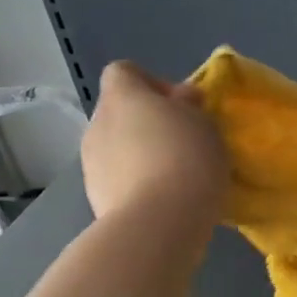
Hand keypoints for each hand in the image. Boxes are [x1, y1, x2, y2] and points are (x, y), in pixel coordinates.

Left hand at [81, 62, 228, 226]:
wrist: (157, 224)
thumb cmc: (186, 160)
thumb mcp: (205, 124)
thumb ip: (189, 106)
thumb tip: (180, 99)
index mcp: (122, 96)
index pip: (123, 71)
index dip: (150, 82)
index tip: (179, 106)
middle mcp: (97, 124)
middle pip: (120, 112)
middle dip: (148, 124)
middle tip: (183, 143)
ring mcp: (91, 164)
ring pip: (117, 148)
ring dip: (141, 156)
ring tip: (174, 177)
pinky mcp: (95, 198)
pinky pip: (118, 180)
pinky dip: (136, 185)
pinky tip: (163, 201)